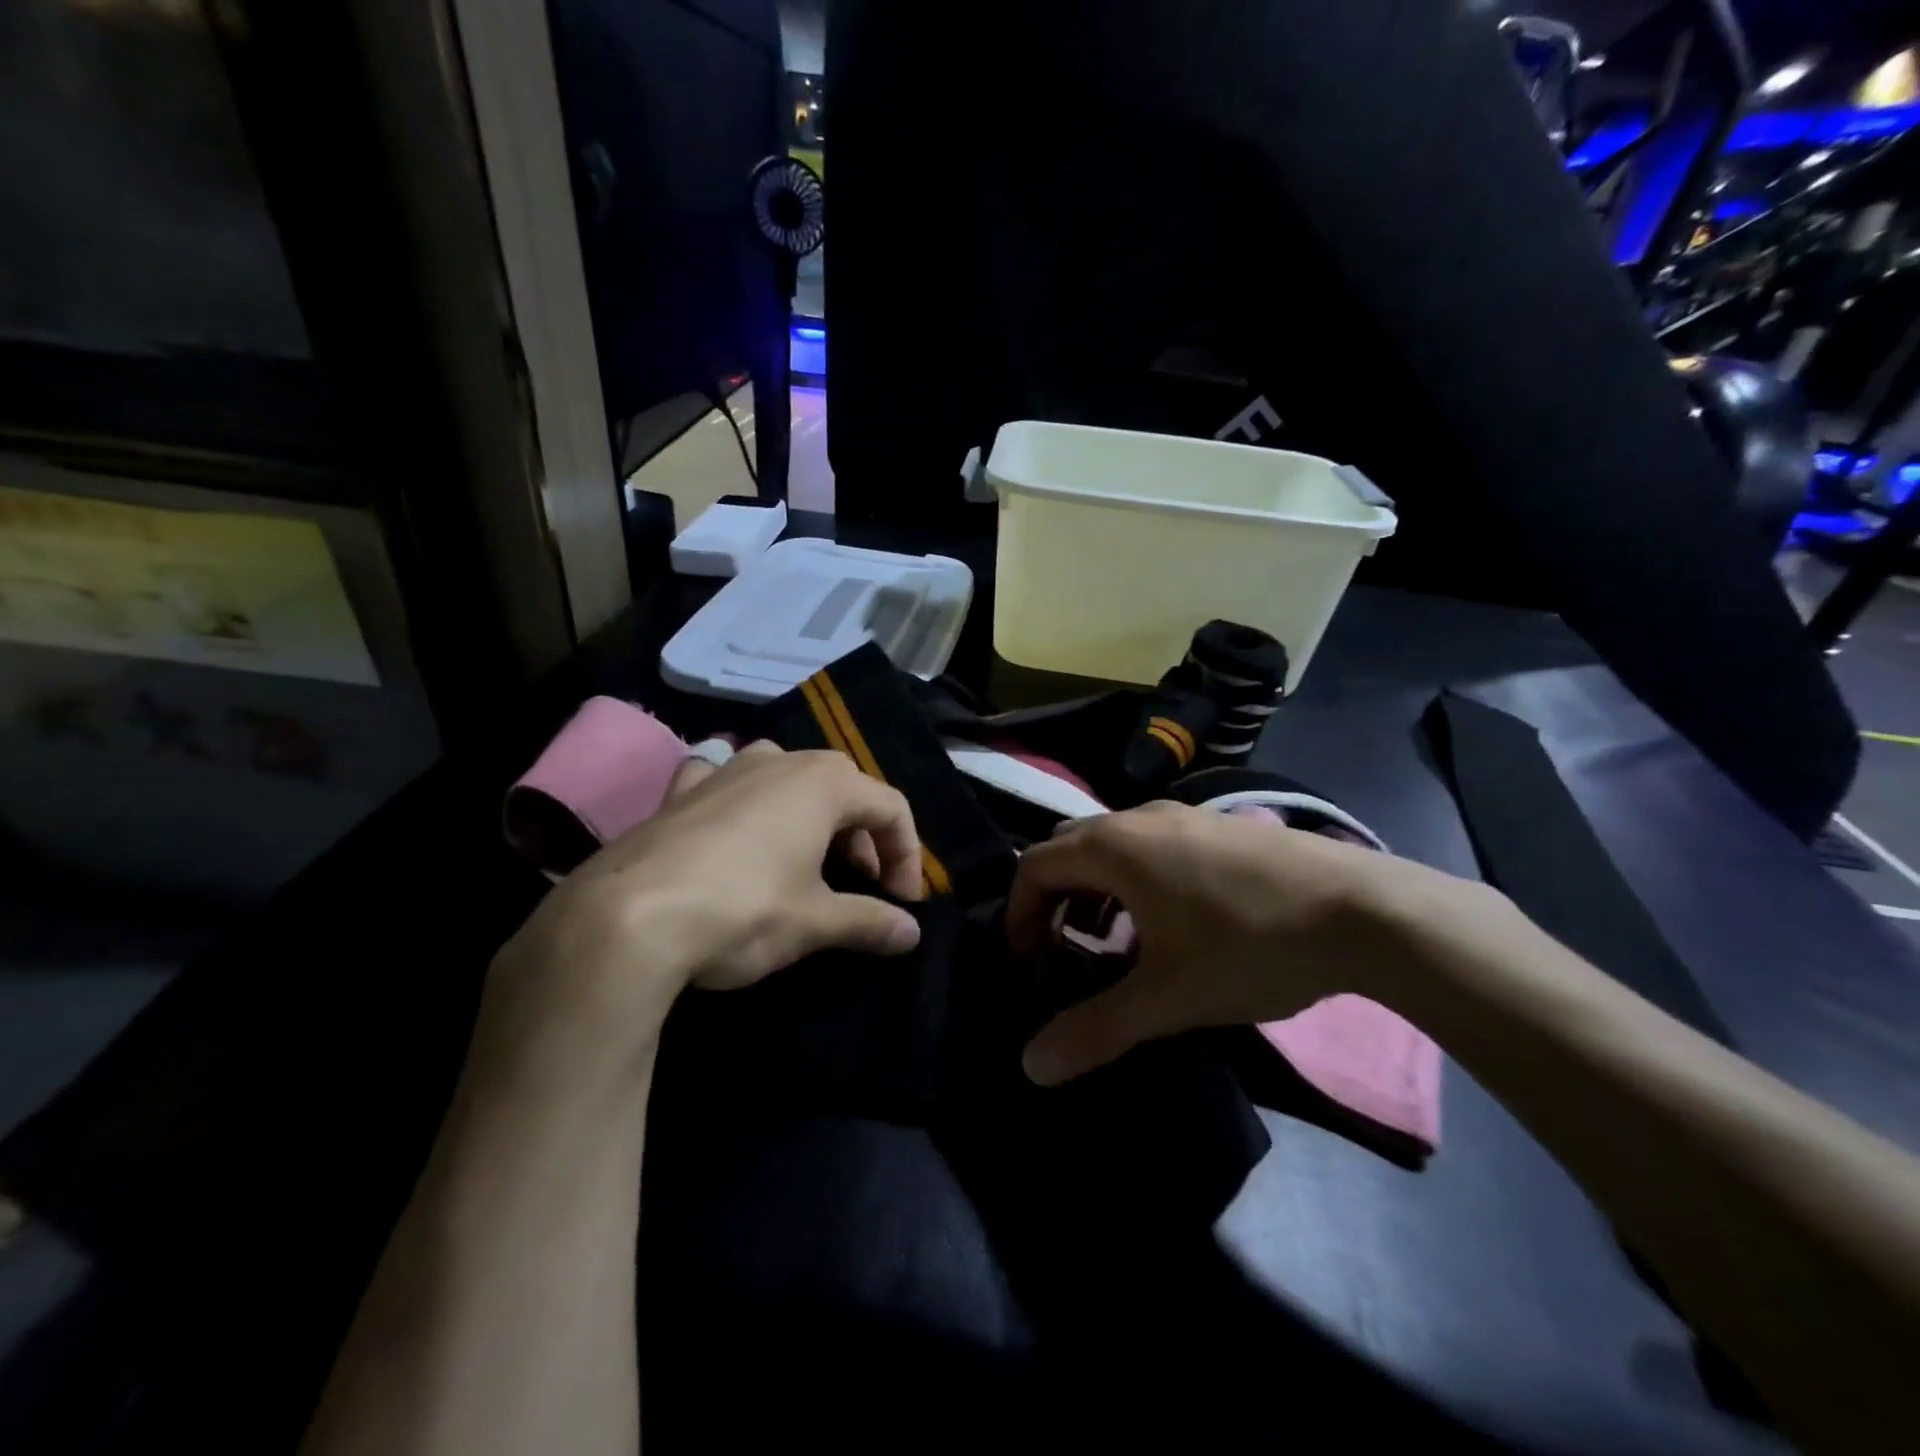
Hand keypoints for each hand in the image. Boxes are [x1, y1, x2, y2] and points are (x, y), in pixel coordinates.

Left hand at [482, 743, 923, 1075]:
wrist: (625, 918)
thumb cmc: (743, 909)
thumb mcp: (814, 922)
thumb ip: (869, 921)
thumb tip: (911, 933)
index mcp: (823, 783)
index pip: (890, 807)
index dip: (907, 855)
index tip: (903, 902)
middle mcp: (778, 761)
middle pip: (843, 788)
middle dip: (862, 835)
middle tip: (861, 883)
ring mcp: (725, 770)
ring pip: (787, 779)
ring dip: (810, 816)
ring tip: (807, 860)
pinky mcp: (681, 792)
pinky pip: (727, 783)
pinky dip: (744, 802)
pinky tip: (734, 828)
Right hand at [1007, 802, 1493, 1085]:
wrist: (1364, 911)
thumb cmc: (1250, 946)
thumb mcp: (1168, 998)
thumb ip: (1095, 1029)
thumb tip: (1031, 1066)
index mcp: (1114, 847)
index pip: (1035, 868)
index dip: (1019, 915)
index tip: (1029, 964)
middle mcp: (1139, 818)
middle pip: (1068, 849)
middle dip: (1052, 899)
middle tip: (1061, 951)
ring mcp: (1184, 815)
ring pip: (1112, 844)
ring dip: (1094, 888)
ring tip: (1111, 942)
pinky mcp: (1219, 826)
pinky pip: (1150, 845)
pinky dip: (1132, 878)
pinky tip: (1168, 922)